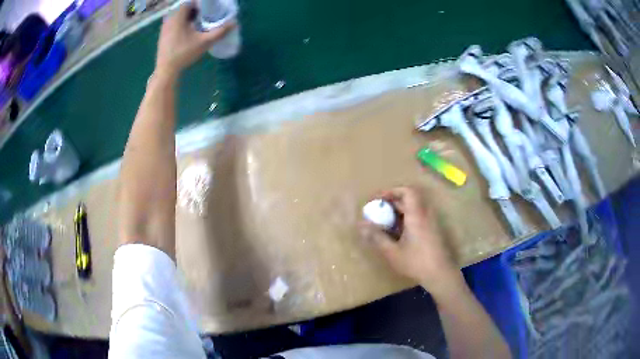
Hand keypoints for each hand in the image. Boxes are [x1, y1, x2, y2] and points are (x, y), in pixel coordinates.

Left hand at [155, 3, 234, 77]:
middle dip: (197, 9)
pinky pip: (175, 21)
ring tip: (201, 21)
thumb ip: (220, 31)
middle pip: (185, 7)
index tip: (211, 7)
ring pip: (180, 14)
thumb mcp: (205, 42)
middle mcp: (170, 18)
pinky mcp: (164, 34)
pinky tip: (190, 30)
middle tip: (208, 13)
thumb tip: (234, 23)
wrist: (166, 70)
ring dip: (190, 15)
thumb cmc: (184, 53)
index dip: (202, 3)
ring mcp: (165, 26)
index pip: (191, 1)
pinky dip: (184, 22)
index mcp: (178, 15)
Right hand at [358, 186, 460, 293]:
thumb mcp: (392, 252)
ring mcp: (430, 223)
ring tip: (383, 223)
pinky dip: (405, 220)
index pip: (407, 191)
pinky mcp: (432, 231)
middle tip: (376, 213)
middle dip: (391, 203)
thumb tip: (361, 225)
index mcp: (416, 215)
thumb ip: (377, 237)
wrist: (440, 274)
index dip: (391, 191)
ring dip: (397, 212)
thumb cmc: (416, 262)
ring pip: (413, 209)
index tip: (378, 201)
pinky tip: (396, 234)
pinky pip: (417, 217)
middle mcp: (425, 214)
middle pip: (409, 199)